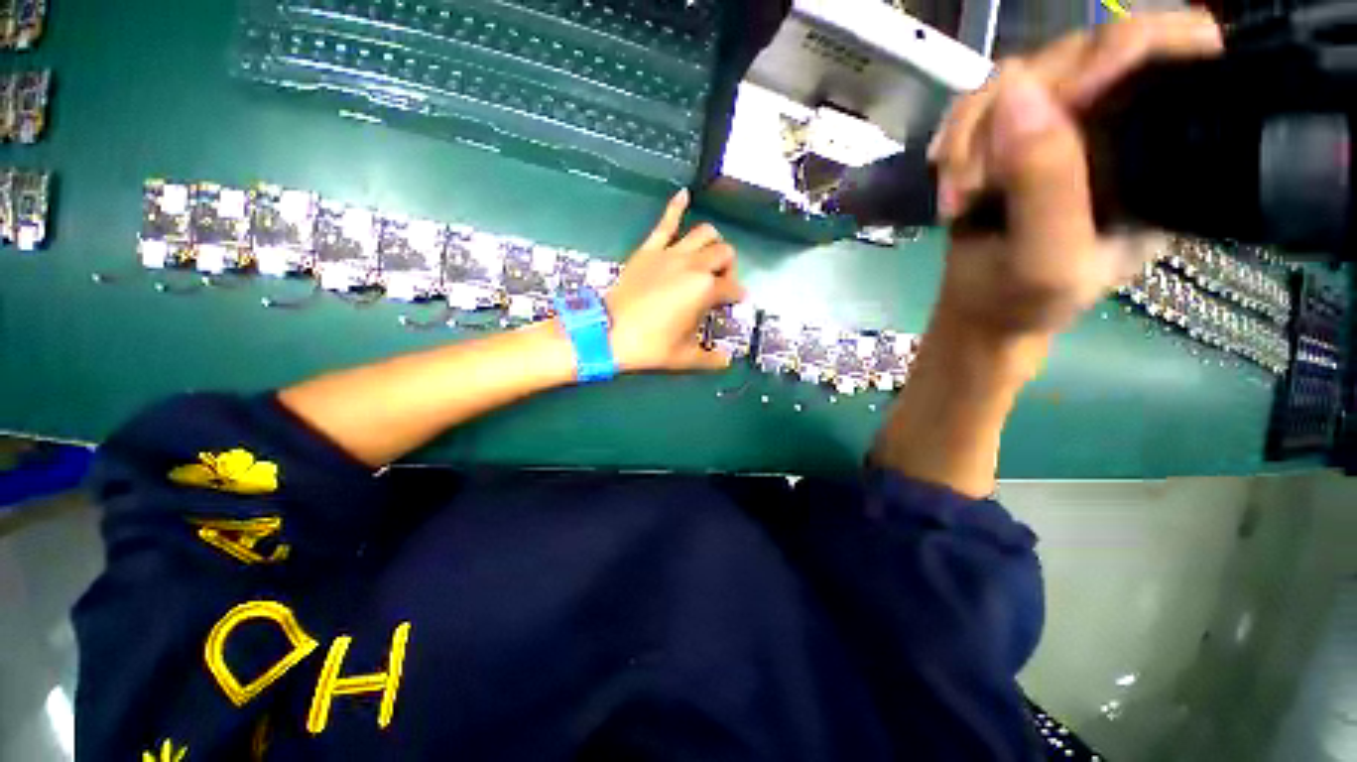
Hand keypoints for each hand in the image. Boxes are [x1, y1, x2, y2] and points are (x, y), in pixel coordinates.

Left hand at [606, 189, 747, 372]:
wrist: (610, 333)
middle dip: (728, 268)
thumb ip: (711, 359)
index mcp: (706, 290)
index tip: (734, 302)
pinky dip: (676, 206)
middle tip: (719, 283)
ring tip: (708, 256)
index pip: (733, 288)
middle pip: (724, 254)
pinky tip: (685, 194)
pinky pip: (665, 222)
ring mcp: (671, 254)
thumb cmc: (651, 346)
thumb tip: (727, 361)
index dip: (737, 296)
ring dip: (713, 242)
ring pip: (704, 233)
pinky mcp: (649, 249)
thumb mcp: (685, 358)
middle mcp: (694, 266)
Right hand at [928, 11, 1222, 341]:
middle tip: (976, 179)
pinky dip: (954, 139)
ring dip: (971, 134)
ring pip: (1019, 75)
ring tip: (958, 193)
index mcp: (1162, 152)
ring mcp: (1060, 122)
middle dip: (1015, 112)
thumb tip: (1017, 91)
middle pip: (1078, 54)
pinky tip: (950, 181)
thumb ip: (1046, 185)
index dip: (1122, 51)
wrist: (981, 311)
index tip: (1068, 100)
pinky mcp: (1012, 132)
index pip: (1171, 54)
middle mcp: (1117, 121)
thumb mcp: (1047, 259)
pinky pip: (981, 101)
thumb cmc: (1027, 300)